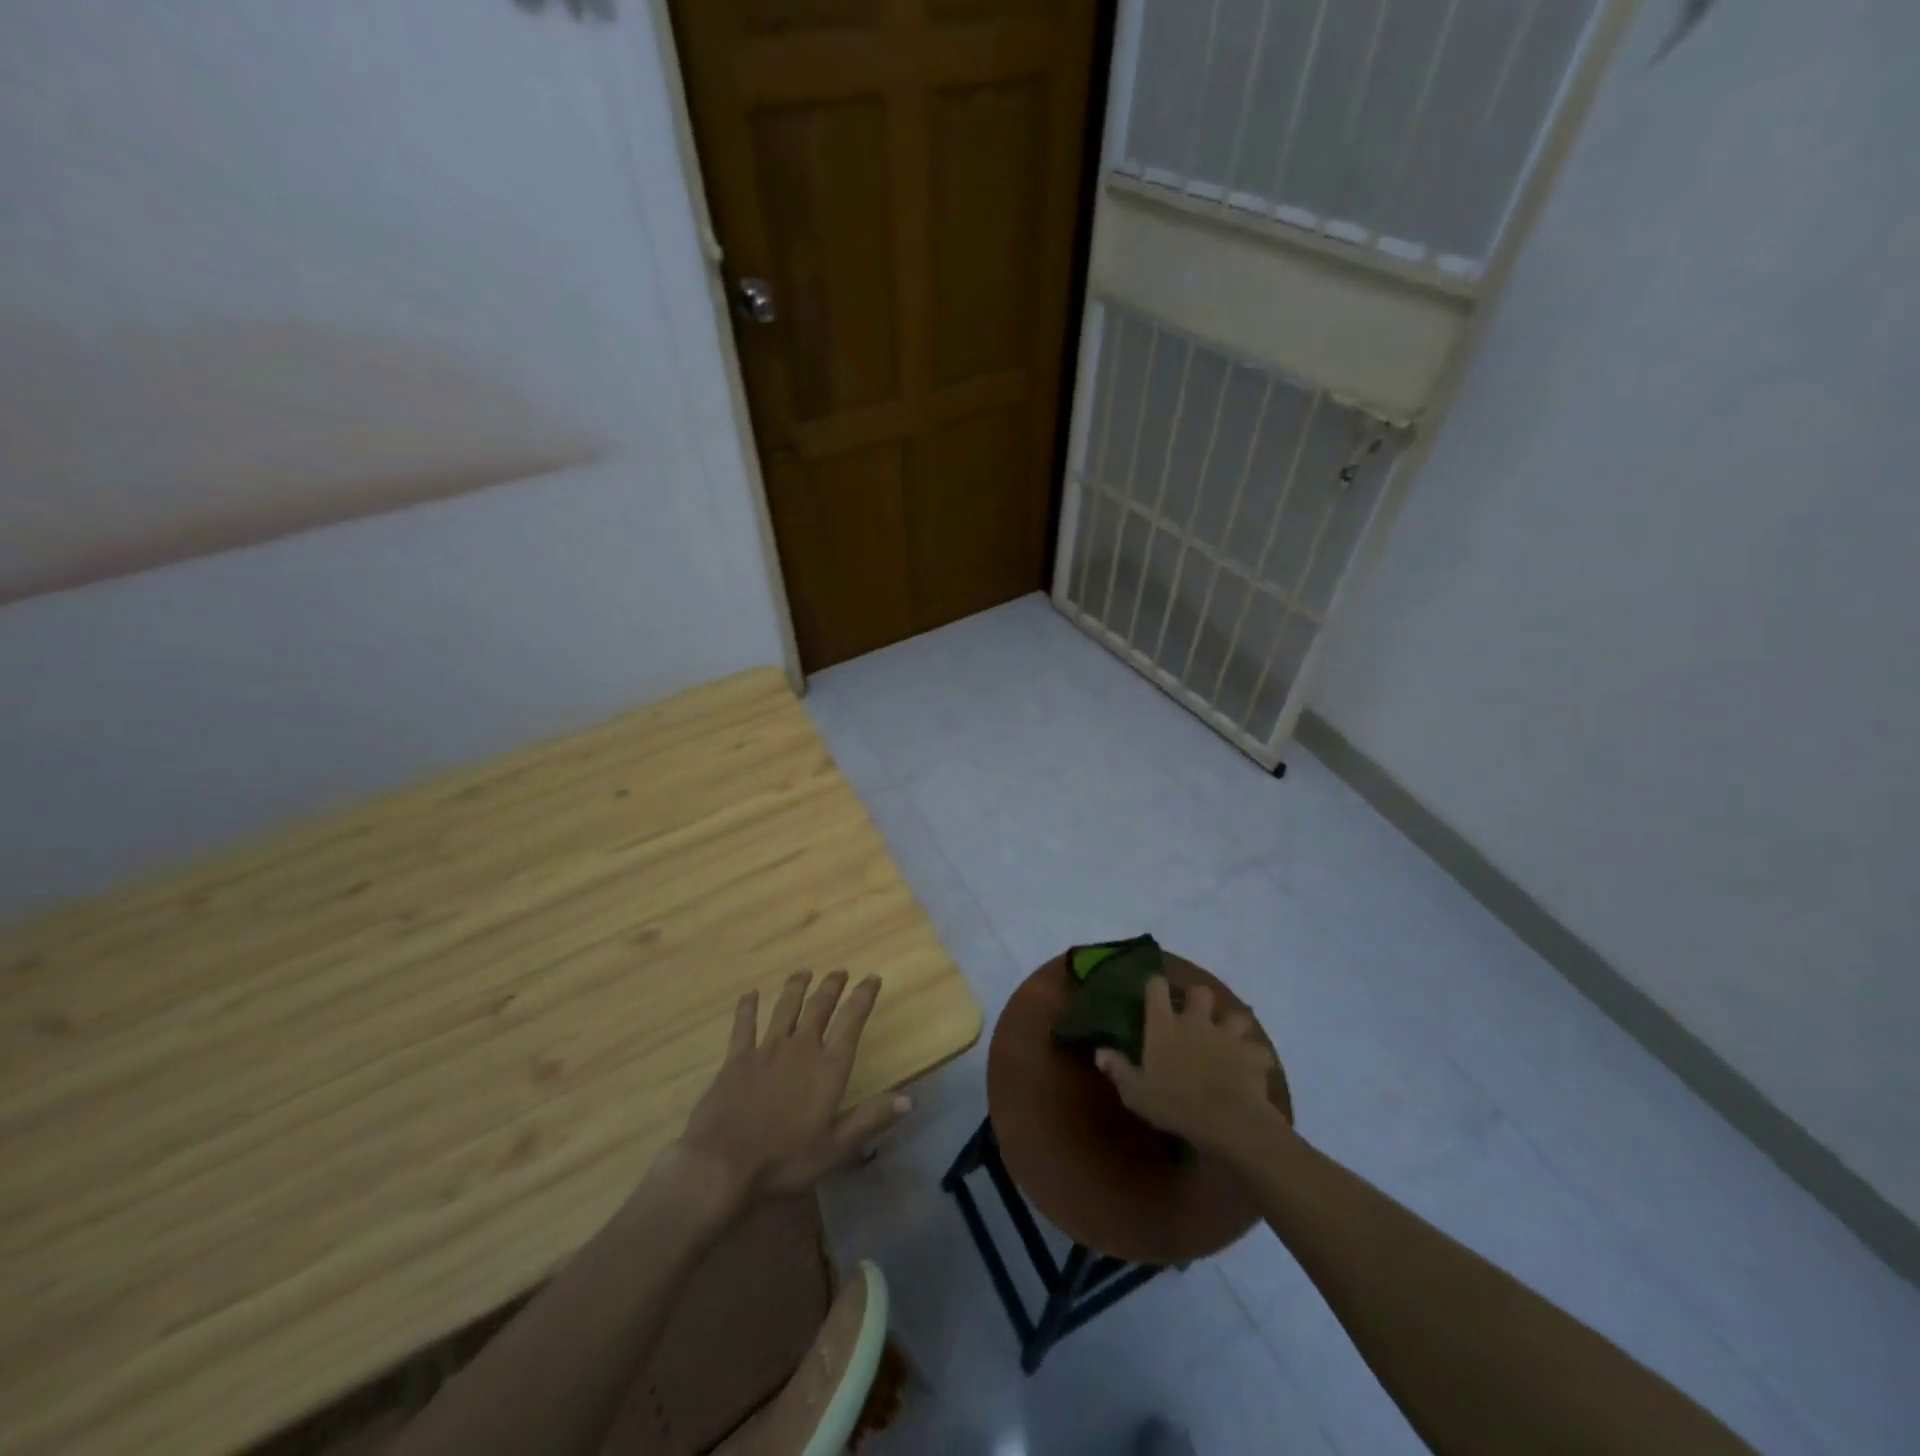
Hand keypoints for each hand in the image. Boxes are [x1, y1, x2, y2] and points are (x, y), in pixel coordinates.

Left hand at [677, 970, 909, 1201]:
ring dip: (796, 988)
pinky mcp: (737, 1059)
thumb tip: (910, 1098)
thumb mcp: (836, 1148)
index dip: (864, 997)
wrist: (723, 1163)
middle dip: (832, 986)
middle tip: (840, 971)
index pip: (851, 1022)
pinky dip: (747, 1008)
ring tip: (804, 972)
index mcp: (828, 1068)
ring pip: (785, 1009)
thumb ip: (871, 1119)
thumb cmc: (784, 1159)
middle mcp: (801, 1048)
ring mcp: (767, 1050)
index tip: (872, 978)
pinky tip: (749, 994)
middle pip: (819, 1007)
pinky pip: (744, 1026)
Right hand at [1094, 977, 1283, 1159]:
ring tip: (1229, 1037)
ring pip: (1236, 1015)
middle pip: (1201, 992)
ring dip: (1233, 1024)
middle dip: (1199, 999)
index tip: (1154, 990)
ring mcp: (1227, 1036)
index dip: (1155, 985)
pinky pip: (1258, 1050)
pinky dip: (1255, 1056)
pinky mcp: (1252, 1055)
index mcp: (1164, 1026)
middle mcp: (1196, 1022)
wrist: (1228, 1121)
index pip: (1156, 988)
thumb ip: (1118, 1069)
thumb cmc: (1175, 1104)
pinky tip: (1252, 1066)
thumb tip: (1099, 1052)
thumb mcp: (1136, 1093)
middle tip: (1196, 1014)